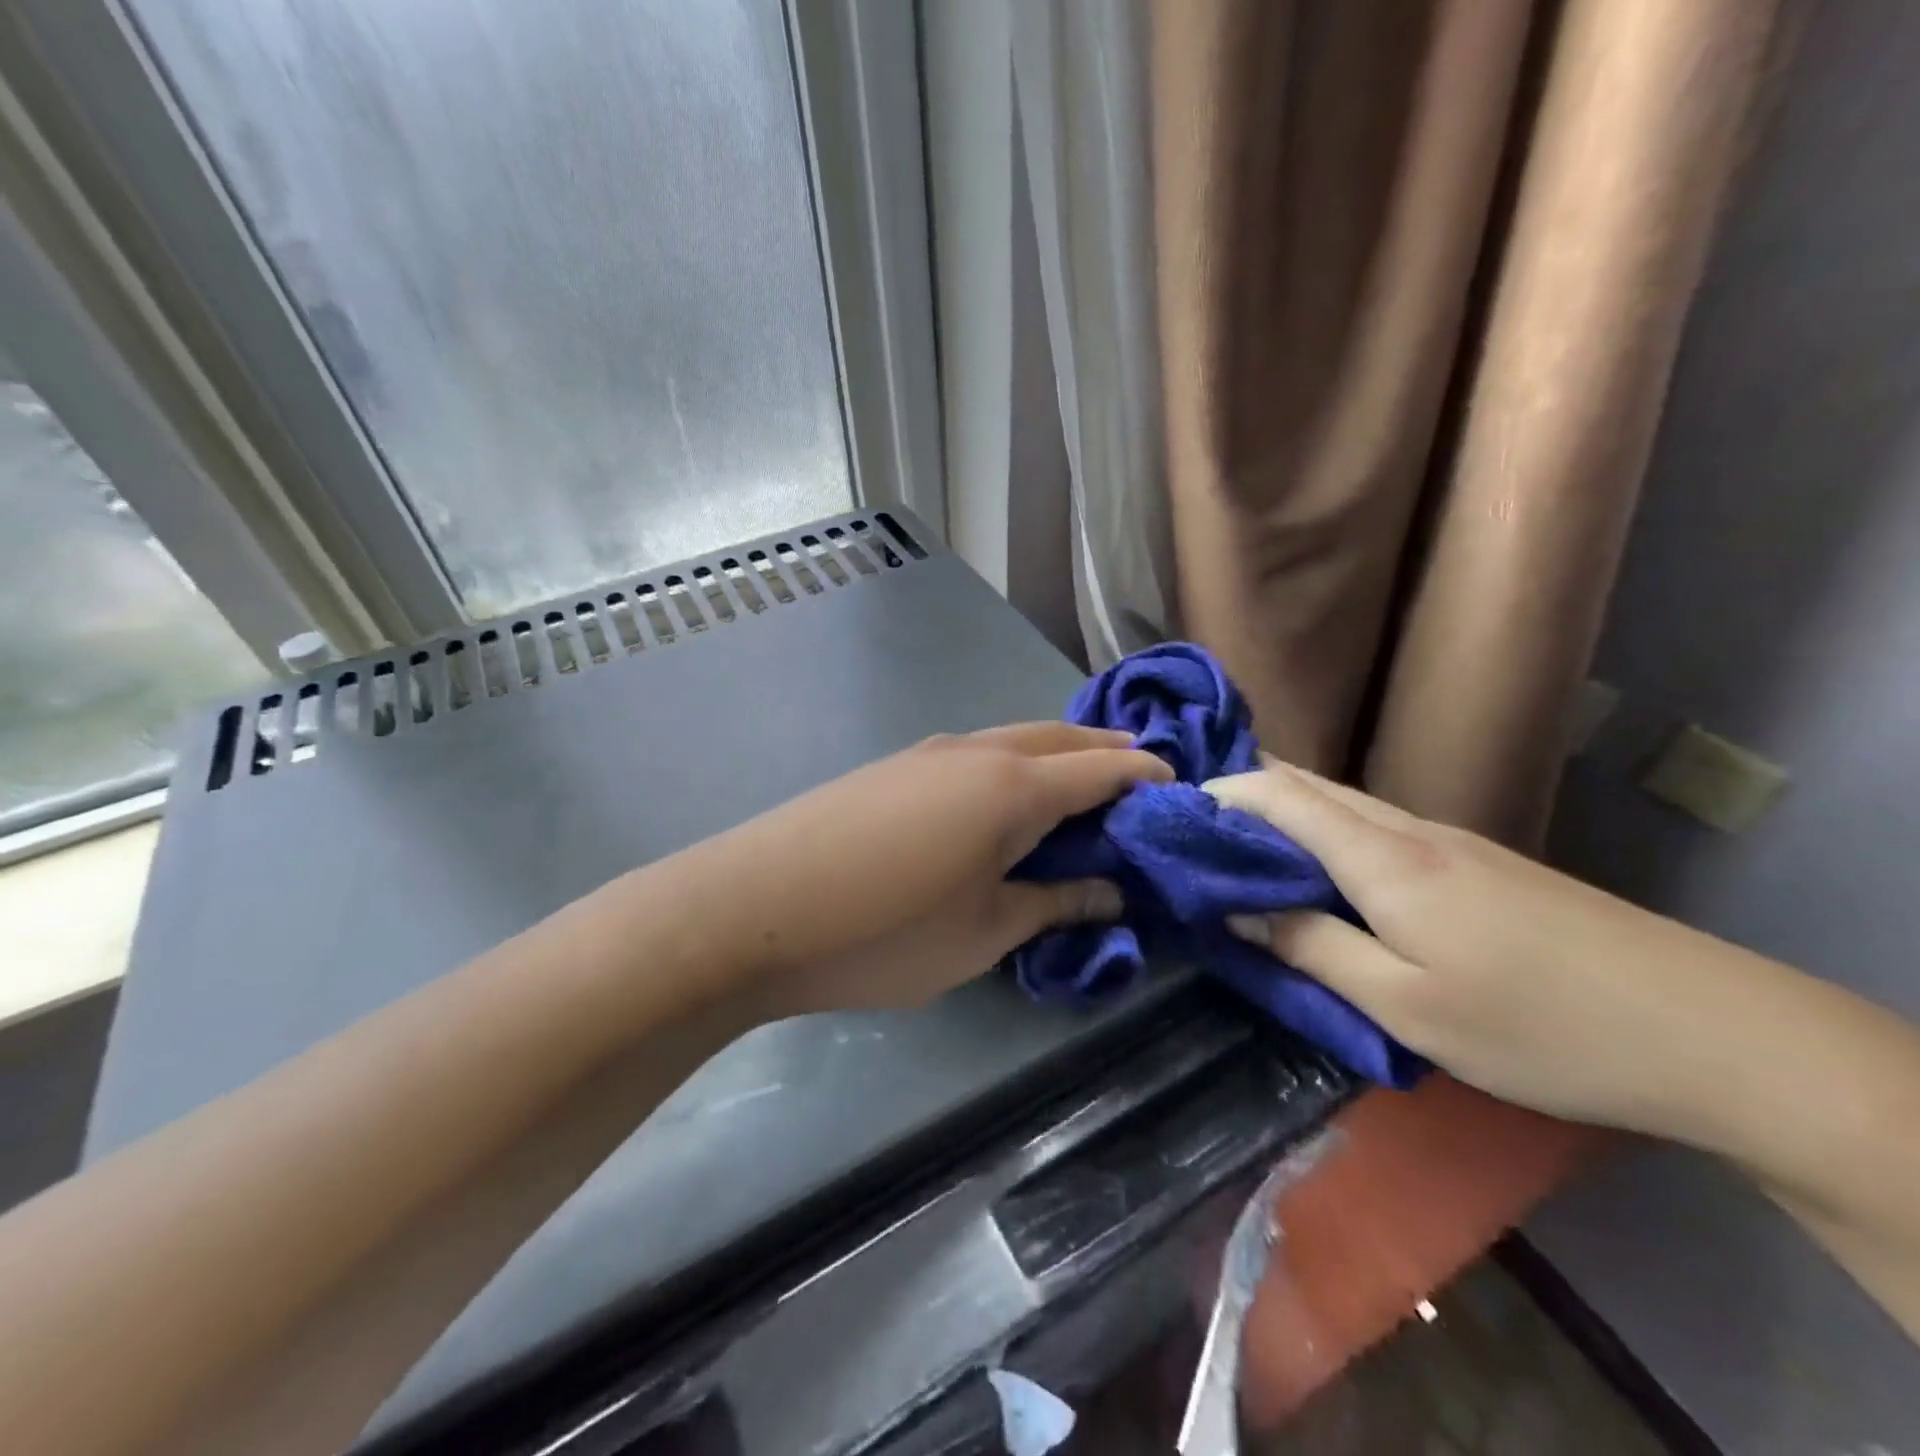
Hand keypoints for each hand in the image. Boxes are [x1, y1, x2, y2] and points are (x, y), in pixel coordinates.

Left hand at [671, 724, 1171, 1017]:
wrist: (754, 907)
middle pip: (1059, 737)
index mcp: (1013, 787)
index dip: (1145, 775)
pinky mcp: (891, 767)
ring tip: (1074, 786)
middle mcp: (976, 752)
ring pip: (1012, 739)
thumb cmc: (884, 931)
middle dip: (1104, 751)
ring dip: (1052, 754)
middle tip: (1136, 776)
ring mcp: (927, 752)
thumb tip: (1110, 891)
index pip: (1102, 768)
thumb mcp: (985, 933)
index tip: (1177, 789)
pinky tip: (997, 801)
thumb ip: (1054, 903)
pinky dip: (1008, 765)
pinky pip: (972, 754)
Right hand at [1204, 760, 1776, 1135]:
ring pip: (1340, 802)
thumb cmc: (1537, 1023)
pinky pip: (1371, 826)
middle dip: (1241, 792)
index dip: (1219, 793)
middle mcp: (1407, 829)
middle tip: (1189, 826)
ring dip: (1280, 812)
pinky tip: (1314, 867)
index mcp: (1382, 856)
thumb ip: (1310, 948)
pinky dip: (1321, 831)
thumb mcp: (1404, 1004)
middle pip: (1306, 784)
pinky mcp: (1473, 862)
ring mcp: (1446, 840)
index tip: (1168, 813)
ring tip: (1234, 846)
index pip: (1279, 796)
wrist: (1707, 1029)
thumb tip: (1234, 911)